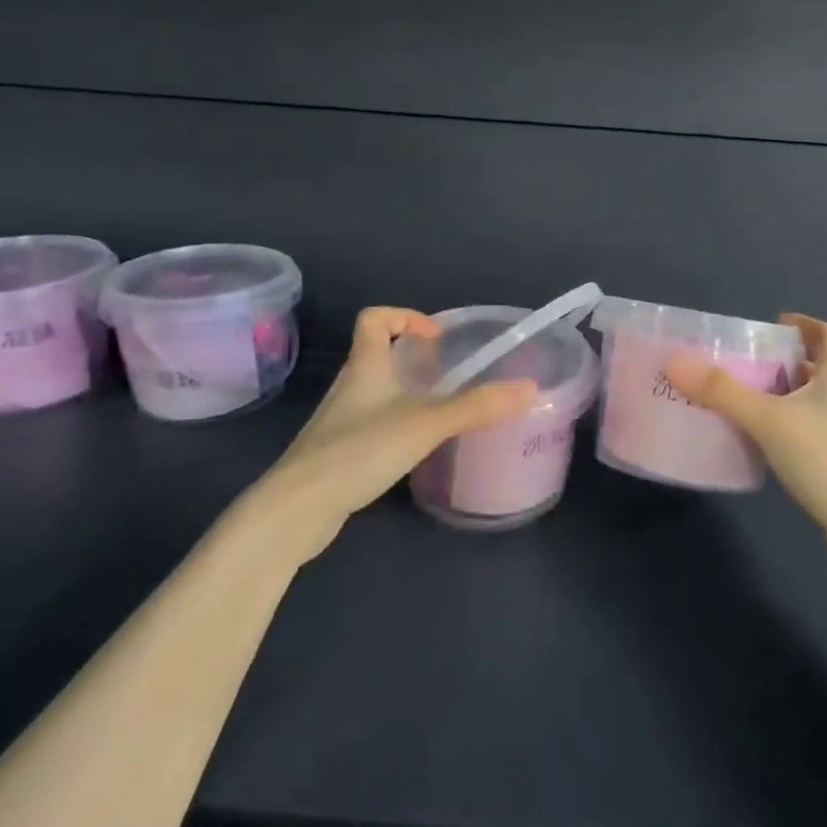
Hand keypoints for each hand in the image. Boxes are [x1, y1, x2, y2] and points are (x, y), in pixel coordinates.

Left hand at [254, 307, 536, 553]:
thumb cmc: (359, 450)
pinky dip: (395, 425)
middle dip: (413, 360)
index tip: (436, 338)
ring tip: (440, 411)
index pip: (373, 318)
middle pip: (378, 354)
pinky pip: (371, 424)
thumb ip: (477, 406)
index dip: (404, 317)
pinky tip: (415, 449)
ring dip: (406, 394)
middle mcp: (350, 386)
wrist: (297, 510)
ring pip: (376, 392)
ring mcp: (340, 420)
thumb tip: (529, 388)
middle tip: (449, 377)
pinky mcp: (337, 452)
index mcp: (365, 365)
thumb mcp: (426, 424)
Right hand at [665, 314, 826, 541]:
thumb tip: (676, 362)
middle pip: (814, 366)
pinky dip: (783, 424)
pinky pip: (806, 428)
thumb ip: (722, 391)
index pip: (826, 334)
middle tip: (740, 362)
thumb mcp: (768, 419)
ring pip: (809, 399)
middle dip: (780, 360)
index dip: (802, 324)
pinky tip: (757, 438)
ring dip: (779, 394)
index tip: (771, 324)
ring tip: (740, 397)